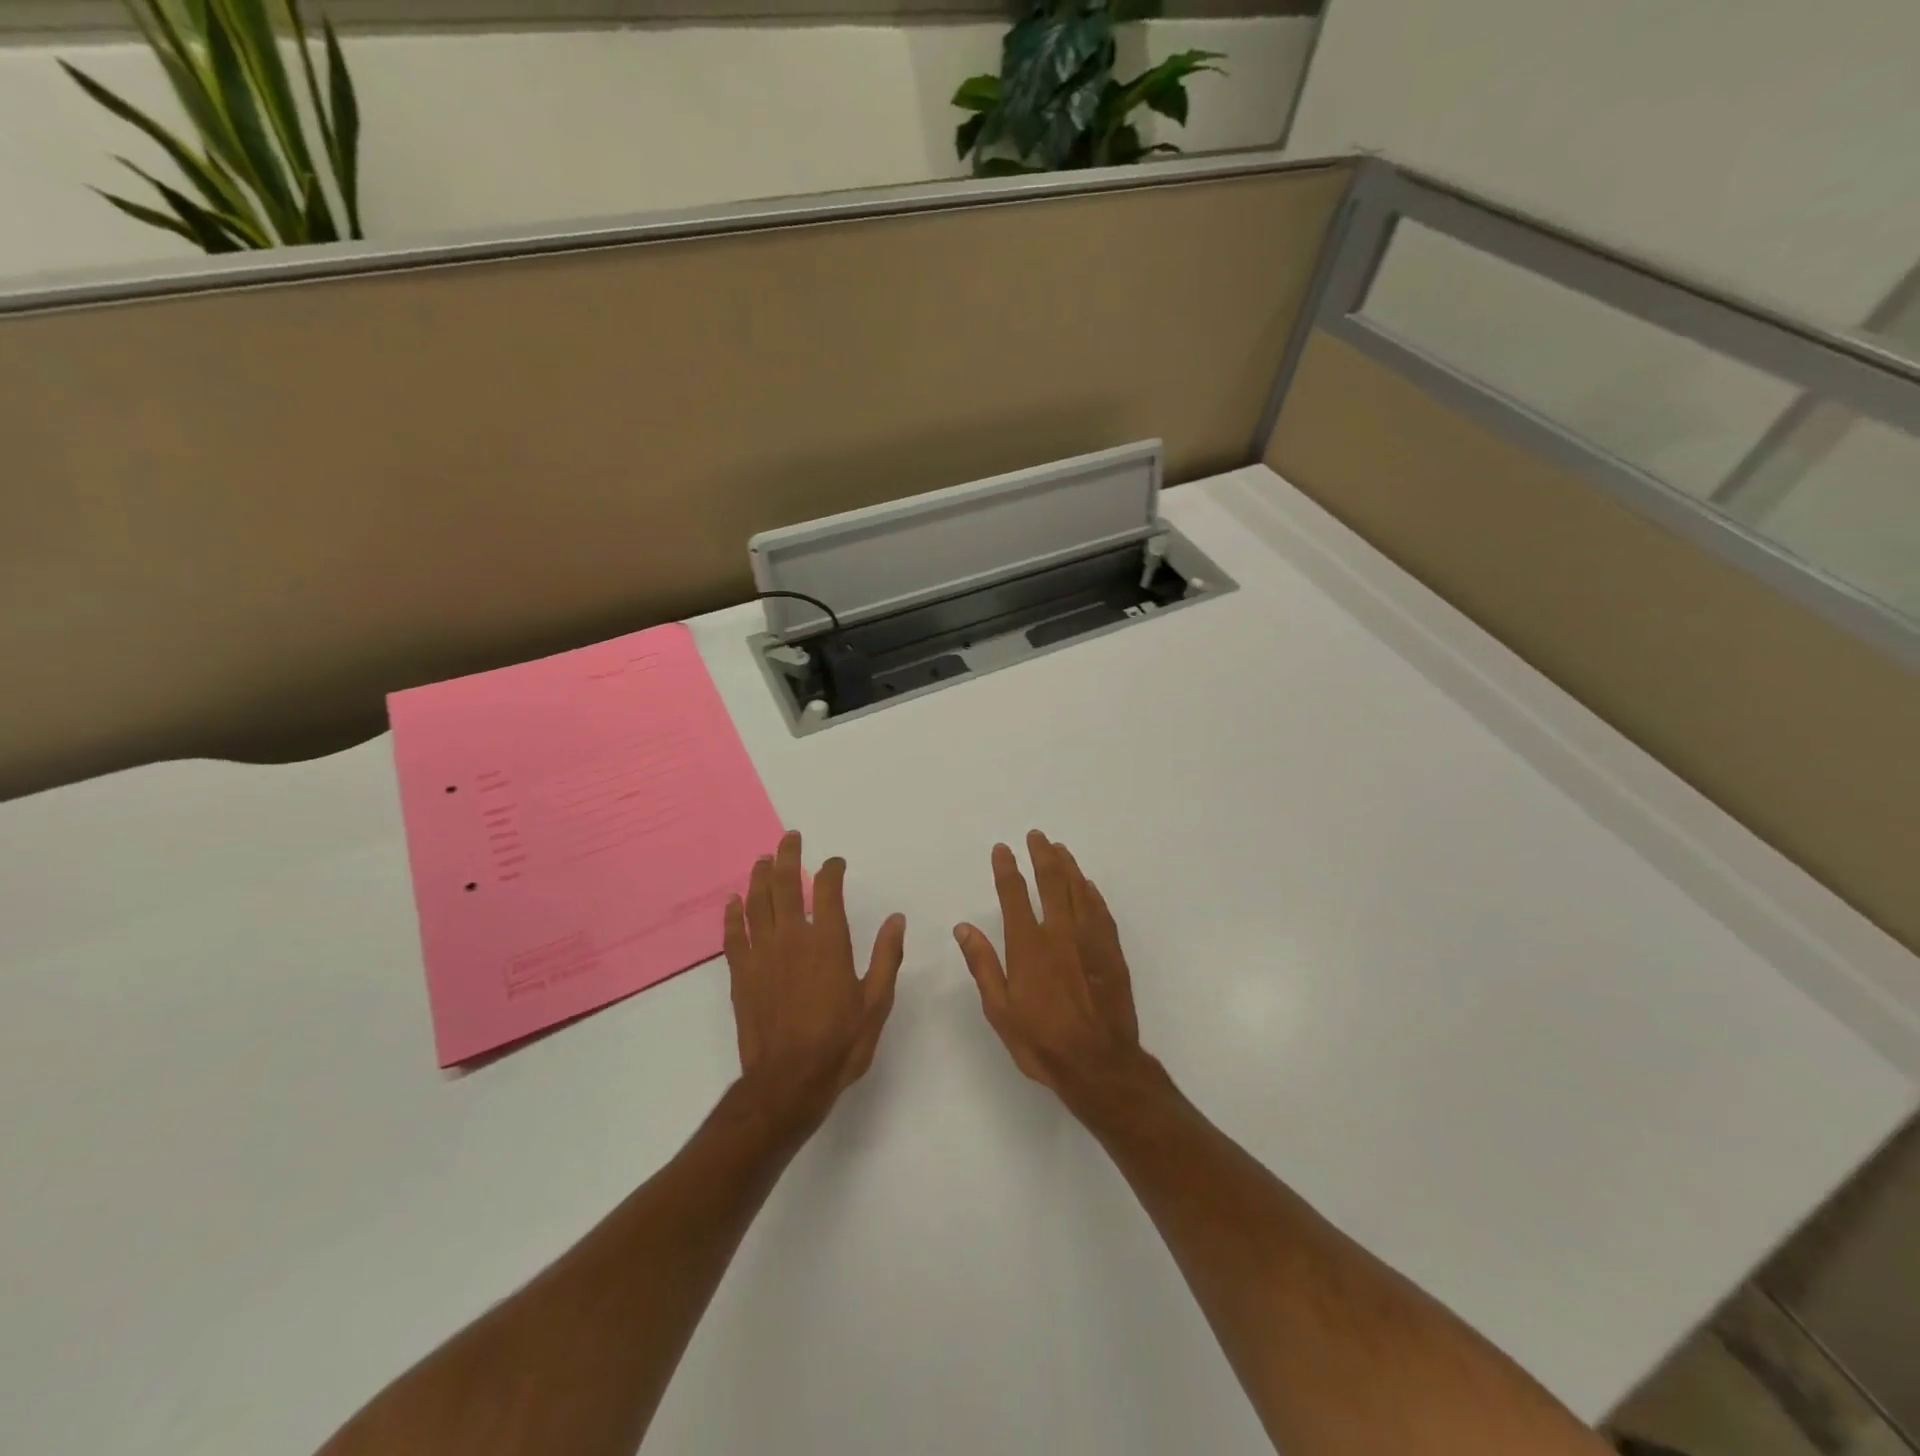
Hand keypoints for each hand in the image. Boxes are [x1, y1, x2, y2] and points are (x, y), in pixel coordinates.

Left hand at [725, 831, 906, 1138]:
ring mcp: (762, 955)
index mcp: (828, 942)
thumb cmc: (839, 1043)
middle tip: (790, 838)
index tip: (835, 862)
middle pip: (785, 884)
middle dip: (788, 857)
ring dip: (759, 877)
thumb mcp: (876, 1002)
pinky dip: (733, 914)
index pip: (826, 890)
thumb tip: (897, 918)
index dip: (831, 869)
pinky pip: (733, 935)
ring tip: (763, 859)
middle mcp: (792, 938)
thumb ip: (887, 956)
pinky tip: (733, 901)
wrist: (788, 1082)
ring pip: (757, 903)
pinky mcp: (741, 975)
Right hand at [953, 830, 1151, 1113]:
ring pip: (1079, 890)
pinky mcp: (1111, 952)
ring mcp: (1090, 941)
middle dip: (1042, 855)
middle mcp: (1060, 934)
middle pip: (1051, 882)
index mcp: (1028, 947)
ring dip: (1068, 866)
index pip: (1014, 896)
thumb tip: (964, 927)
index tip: (1003, 849)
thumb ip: (983, 965)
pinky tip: (1087, 885)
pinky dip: (1091, 892)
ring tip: (1060, 849)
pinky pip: (1101, 911)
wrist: (1099, 1064)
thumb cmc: (1042, 1042)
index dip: (1007, 869)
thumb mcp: (1000, 1011)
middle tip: (1037, 836)